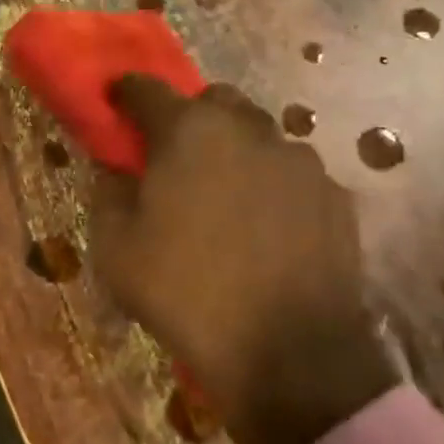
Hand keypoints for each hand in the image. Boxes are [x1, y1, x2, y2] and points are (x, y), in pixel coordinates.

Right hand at [88, 76, 396, 443]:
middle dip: (189, 117)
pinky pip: (293, 175)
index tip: (115, 100)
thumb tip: (115, 169)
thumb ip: (108, 193)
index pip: (147, 89)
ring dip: (235, 152)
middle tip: (174, 158)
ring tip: (225, 199)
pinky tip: (266, 229)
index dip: (125, 92)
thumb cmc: (186, 294)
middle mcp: (250, 131)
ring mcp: (301, 161)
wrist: (288, 354)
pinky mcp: (336, 196)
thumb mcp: (115, 250)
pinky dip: (272, 186)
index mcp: (190, 133)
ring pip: (259, 136)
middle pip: (213, 101)